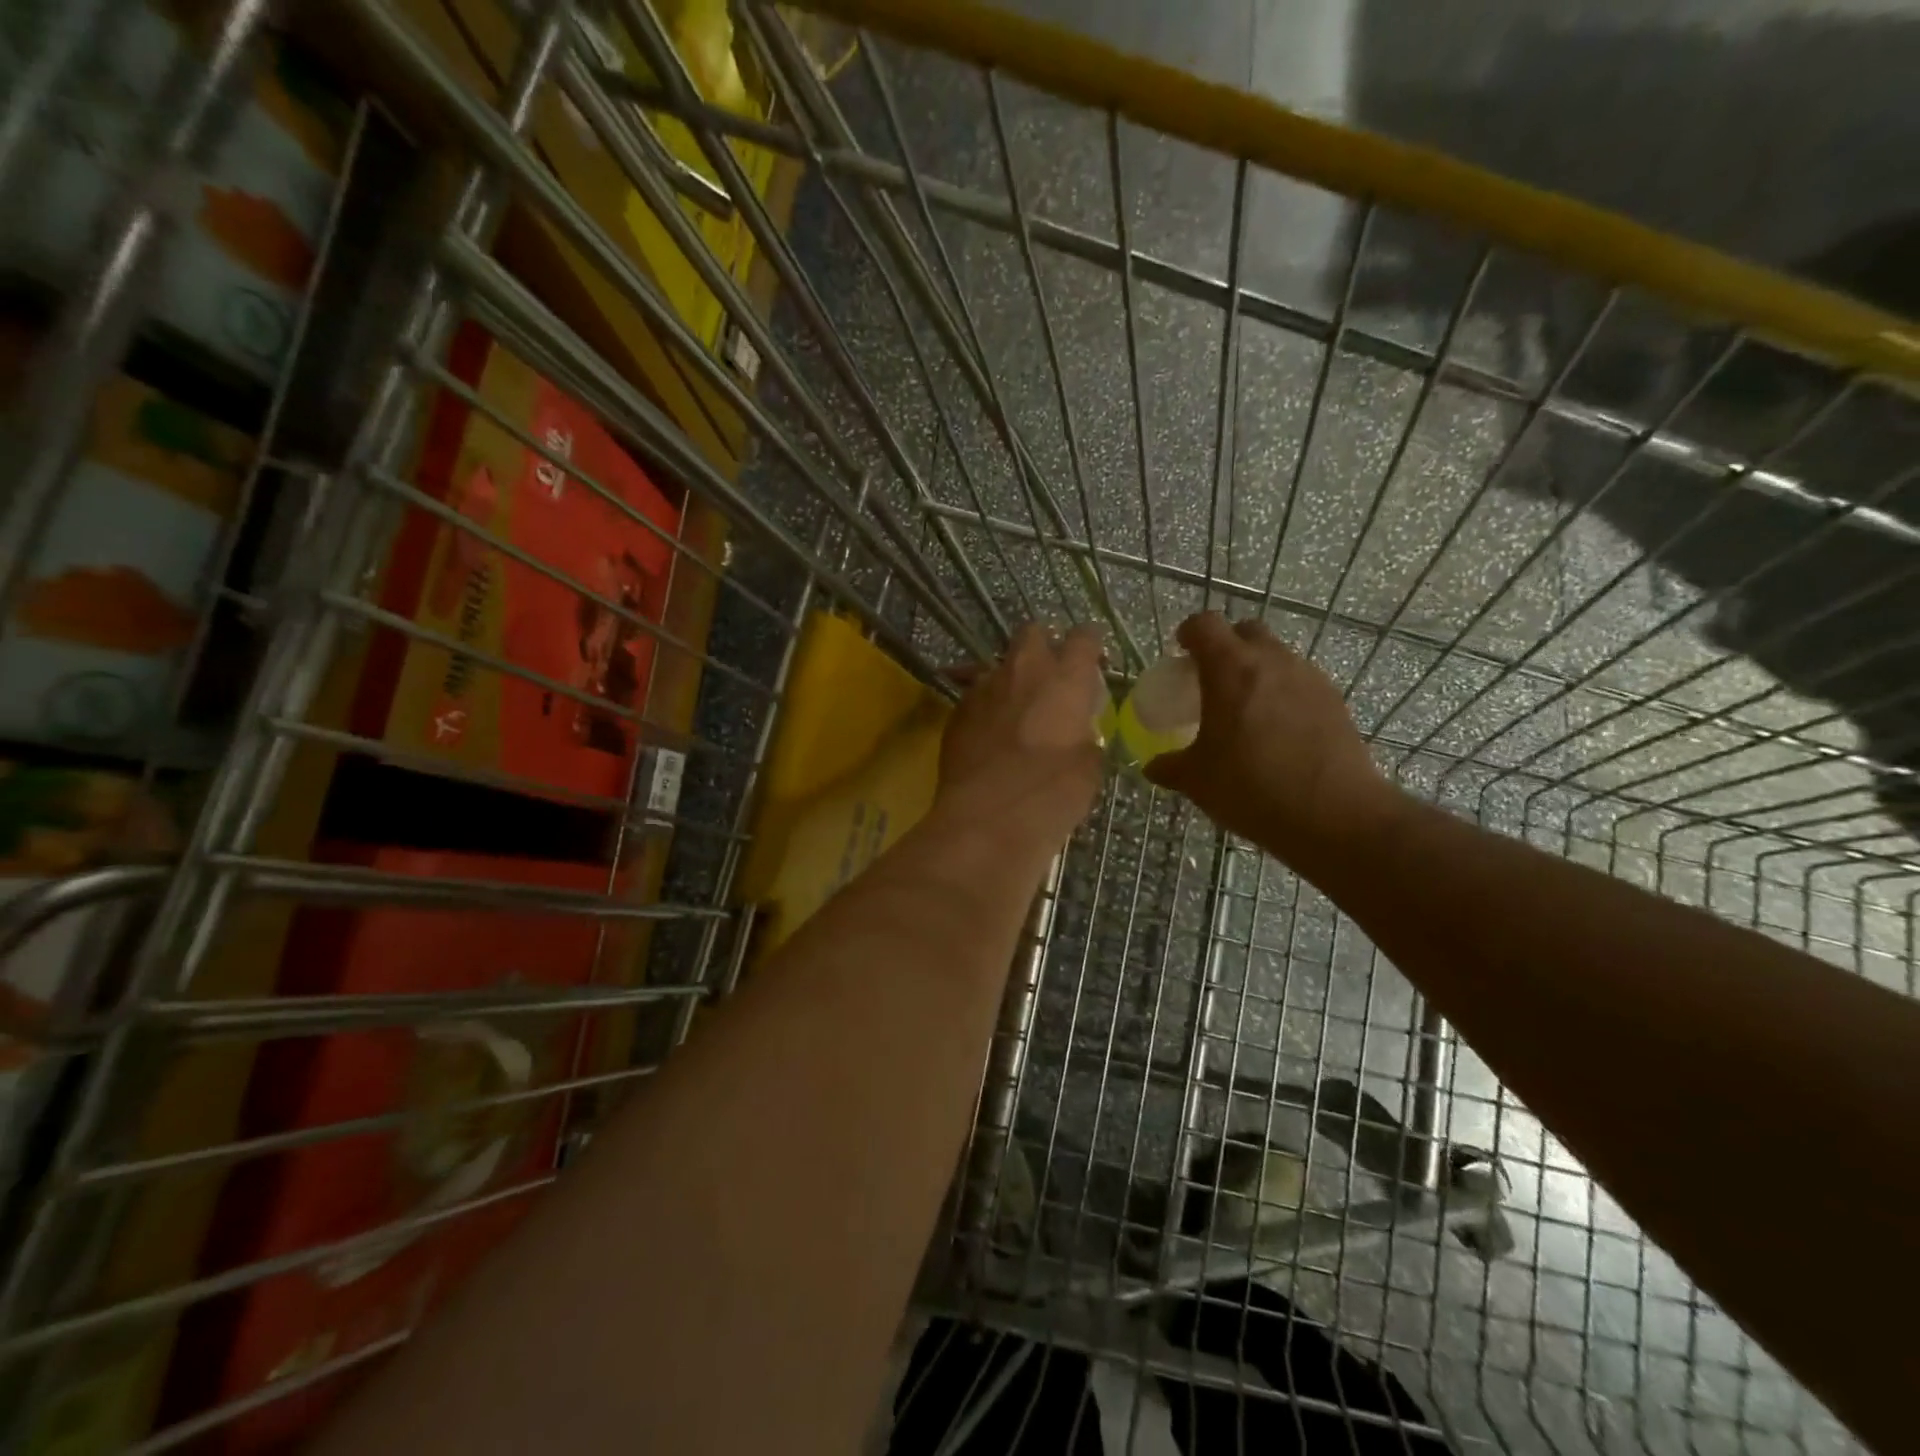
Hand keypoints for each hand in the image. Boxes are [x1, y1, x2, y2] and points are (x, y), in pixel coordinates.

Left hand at [935, 623, 1106, 856]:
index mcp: (1065, 679)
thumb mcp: (1088, 766)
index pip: (1083, 638)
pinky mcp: (956, 711)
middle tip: (1050, 676)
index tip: (1092, 662)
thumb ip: (1083, 734)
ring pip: (998, 664)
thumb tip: (1075, 731)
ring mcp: (984, 687)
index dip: (1089, 646)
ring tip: (1015, 708)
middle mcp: (1023, 671)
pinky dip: (985, 706)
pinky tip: (988, 732)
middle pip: (1031, 633)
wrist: (987, 818)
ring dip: (1009, 678)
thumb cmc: (1051, 793)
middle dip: (1042, 646)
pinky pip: (974, 695)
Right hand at [1146, 613, 1402, 866]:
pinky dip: (1284, 694)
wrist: (1334, 814)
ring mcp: (1309, 678)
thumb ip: (1170, 767)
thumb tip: (1153, 767)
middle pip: (1245, 632)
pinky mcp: (1334, 701)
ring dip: (1258, 671)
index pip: (1204, 625)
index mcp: (1230, 669)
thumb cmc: (1252, 788)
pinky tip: (1279, 732)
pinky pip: (1300, 683)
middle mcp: (1272, 661)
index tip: (1181, 651)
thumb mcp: (1197, 781)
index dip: (1189, 632)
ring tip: (1247, 710)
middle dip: (1226, 646)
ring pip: (1277, 657)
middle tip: (1213, 680)